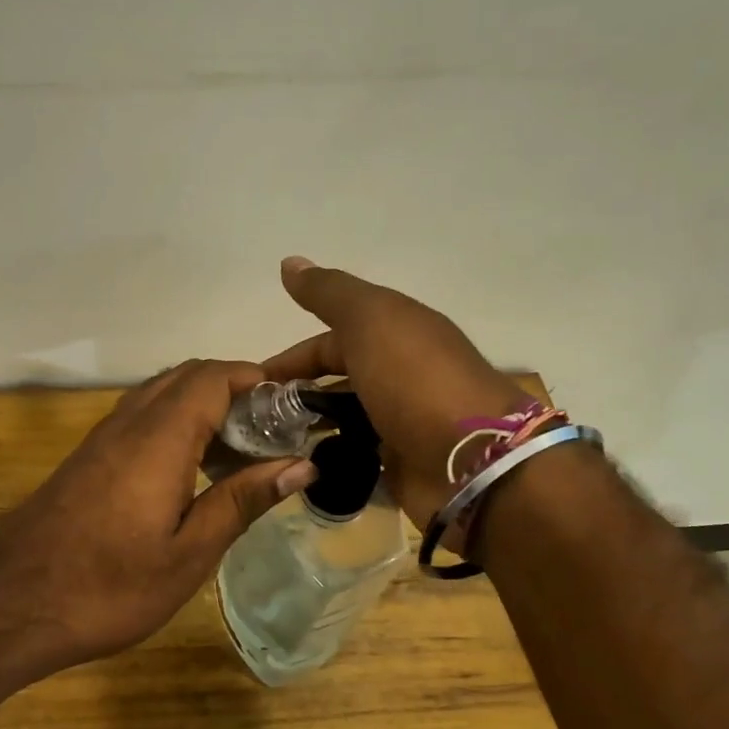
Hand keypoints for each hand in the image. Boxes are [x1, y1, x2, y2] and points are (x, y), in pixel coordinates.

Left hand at [0, 359, 316, 680]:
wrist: (11, 605)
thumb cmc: (109, 587)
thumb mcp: (189, 553)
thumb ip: (242, 500)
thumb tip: (301, 464)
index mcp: (160, 438)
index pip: (213, 377)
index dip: (256, 379)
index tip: (291, 407)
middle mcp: (129, 422)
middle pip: (187, 376)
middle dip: (233, 388)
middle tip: (270, 432)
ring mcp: (102, 437)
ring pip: (160, 393)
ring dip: (202, 405)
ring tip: (238, 451)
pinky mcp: (87, 457)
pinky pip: (140, 417)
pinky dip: (175, 423)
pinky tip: (190, 470)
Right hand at [263, 258, 535, 528]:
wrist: (475, 461)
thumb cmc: (416, 381)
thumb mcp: (371, 320)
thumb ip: (329, 293)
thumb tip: (289, 262)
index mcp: (396, 333)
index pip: (332, 338)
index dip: (292, 357)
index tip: (254, 381)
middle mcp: (399, 373)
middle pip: (338, 377)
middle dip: (297, 393)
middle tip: (255, 418)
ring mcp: (402, 420)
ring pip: (345, 417)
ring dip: (310, 425)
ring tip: (271, 445)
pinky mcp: (402, 463)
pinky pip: (356, 455)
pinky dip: (330, 457)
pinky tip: (301, 467)